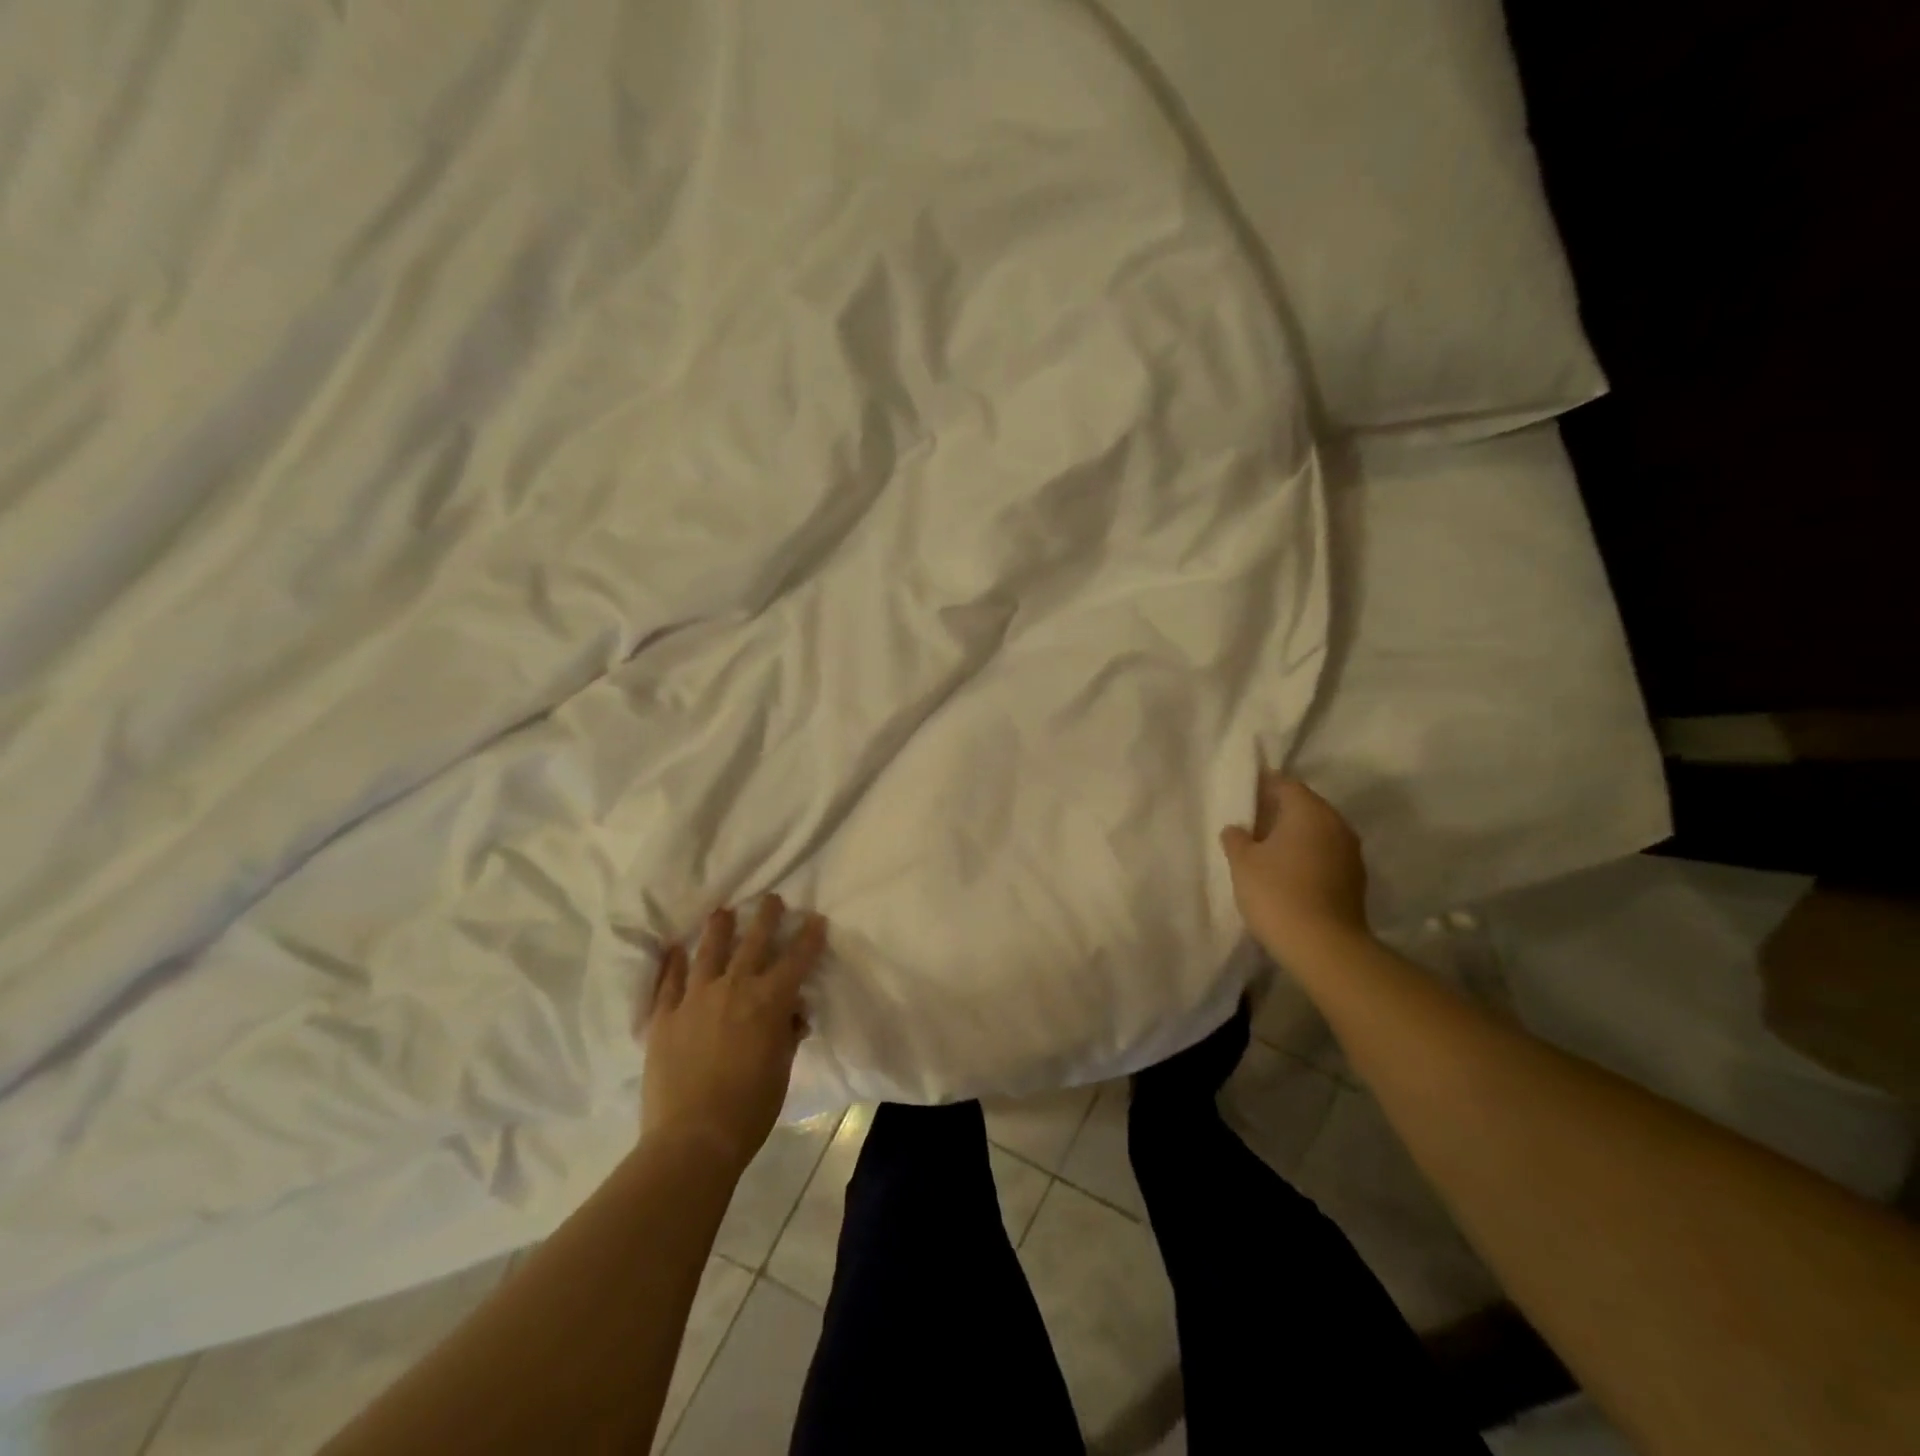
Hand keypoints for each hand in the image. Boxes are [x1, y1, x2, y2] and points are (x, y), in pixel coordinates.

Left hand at [638, 895, 825, 1175]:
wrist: (693, 1138)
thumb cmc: (750, 1108)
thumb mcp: (781, 1069)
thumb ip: (786, 1034)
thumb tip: (791, 1014)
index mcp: (769, 1001)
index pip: (796, 959)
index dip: (808, 937)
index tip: (815, 919)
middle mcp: (734, 988)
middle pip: (753, 942)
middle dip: (766, 917)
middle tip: (771, 899)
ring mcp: (695, 999)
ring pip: (709, 951)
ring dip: (719, 928)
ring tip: (723, 912)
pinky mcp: (664, 1017)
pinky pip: (668, 982)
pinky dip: (673, 963)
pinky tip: (675, 949)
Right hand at [1219, 774, 1371, 963]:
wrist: (1324, 947)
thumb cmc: (1276, 893)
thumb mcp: (1242, 862)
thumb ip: (1237, 838)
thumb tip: (1238, 829)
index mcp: (1309, 811)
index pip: (1285, 784)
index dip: (1263, 786)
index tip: (1243, 796)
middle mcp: (1336, 824)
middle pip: (1305, 807)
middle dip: (1279, 812)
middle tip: (1251, 823)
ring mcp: (1350, 853)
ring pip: (1317, 832)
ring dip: (1294, 836)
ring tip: (1266, 850)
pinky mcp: (1355, 880)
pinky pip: (1325, 855)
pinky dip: (1307, 856)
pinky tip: (1287, 873)